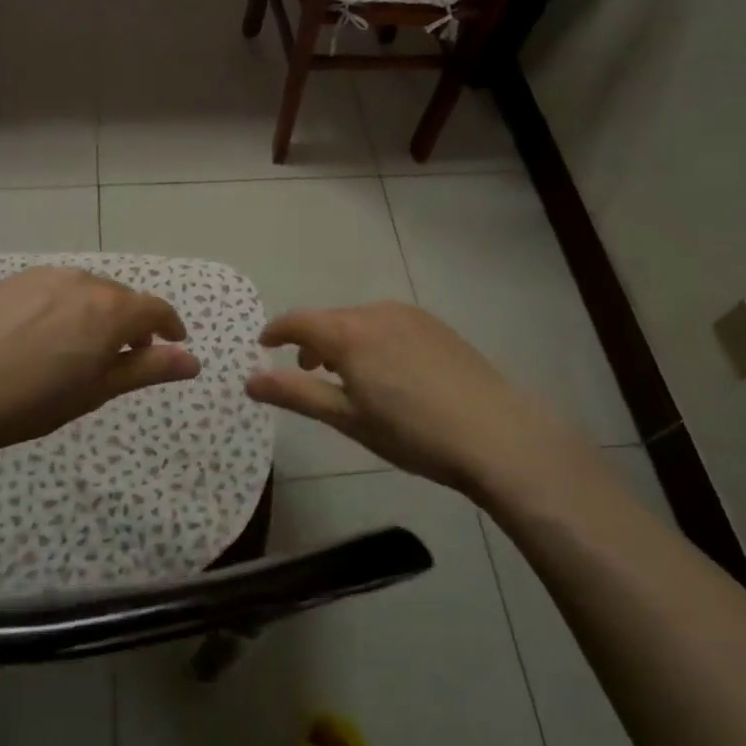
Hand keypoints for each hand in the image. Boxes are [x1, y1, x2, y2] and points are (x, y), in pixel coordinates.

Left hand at [0, 267, 200, 457]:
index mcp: (110, 309)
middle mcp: (83, 281)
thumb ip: (148, 369)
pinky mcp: (13, 281)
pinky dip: (63, 306)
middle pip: (121, 297)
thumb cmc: (34, 400)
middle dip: (131, 322)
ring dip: (97, 312)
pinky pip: (54, 288)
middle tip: (126, 354)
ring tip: (82, 345)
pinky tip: (43, 334)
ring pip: (86, 290)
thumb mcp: (98, 390)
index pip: (155, 309)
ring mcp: (45, 277)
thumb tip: (193, 361)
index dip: (170, 326)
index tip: (174, 342)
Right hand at [245, 302, 568, 492]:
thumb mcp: (347, 419)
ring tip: (350, 377)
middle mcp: (377, 312)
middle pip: (331, 320)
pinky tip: (390, 373)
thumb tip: (250, 379)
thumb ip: (296, 393)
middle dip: (312, 342)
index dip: (276, 331)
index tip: (263, 346)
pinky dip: (373, 340)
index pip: (299, 320)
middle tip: (307, 372)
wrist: (495, 434)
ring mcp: (411, 316)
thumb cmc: (412, 433)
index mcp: (350, 333)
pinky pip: (389, 324)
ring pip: (361, 321)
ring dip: (344, 342)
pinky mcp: (436, 326)